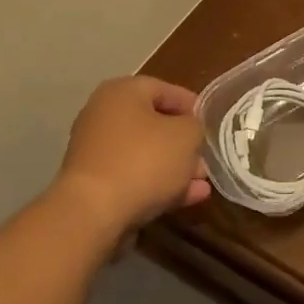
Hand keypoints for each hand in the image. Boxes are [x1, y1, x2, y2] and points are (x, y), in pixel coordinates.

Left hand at [52, 76, 211, 240]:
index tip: (210, 123)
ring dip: (175, 167)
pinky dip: (159, 184)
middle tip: (205, 157)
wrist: (93, 214)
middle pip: (154, 124)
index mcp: (122, 92)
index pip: (164, 89)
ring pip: (146, 154)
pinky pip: (134, 176)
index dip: (192, 105)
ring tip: (202, 183)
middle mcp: (104, 115)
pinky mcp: (94, 184)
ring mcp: (96, 151)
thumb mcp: (186, 136)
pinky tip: (188, 198)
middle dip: (184, 143)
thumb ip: (195, 127)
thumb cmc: (144, 160)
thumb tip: (189, 132)